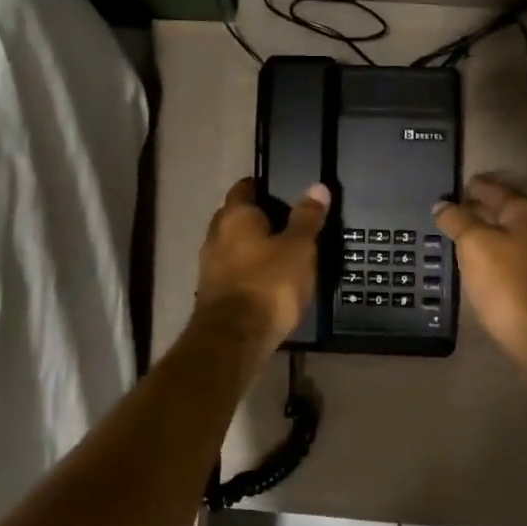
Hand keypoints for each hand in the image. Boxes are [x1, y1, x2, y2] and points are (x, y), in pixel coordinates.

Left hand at [194, 177, 330, 358]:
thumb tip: (317, 186)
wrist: (235, 338)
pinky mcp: (212, 293)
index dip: (262, 187)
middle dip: (256, 218)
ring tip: (280, 253)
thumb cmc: (270, 283)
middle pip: (234, 217)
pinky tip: (267, 281)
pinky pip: (232, 271)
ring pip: (231, 246)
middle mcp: (215, 235)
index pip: (244, 188)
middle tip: (286, 222)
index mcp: (235, 216)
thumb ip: (307, 218)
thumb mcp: (299, 248)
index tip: (282, 190)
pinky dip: (247, 271)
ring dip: (250, 247)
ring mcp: (209, 266)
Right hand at [433, 176, 526, 375]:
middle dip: (473, 211)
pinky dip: (489, 257)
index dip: (466, 188)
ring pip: (503, 236)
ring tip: (451, 242)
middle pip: (499, 211)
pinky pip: (508, 258)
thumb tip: (442, 205)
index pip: (490, 187)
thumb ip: (457, 220)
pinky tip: (473, 266)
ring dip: (480, 236)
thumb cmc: (509, 283)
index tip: (443, 193)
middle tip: (442, 218)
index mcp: (524, 210)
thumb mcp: (475, 245)